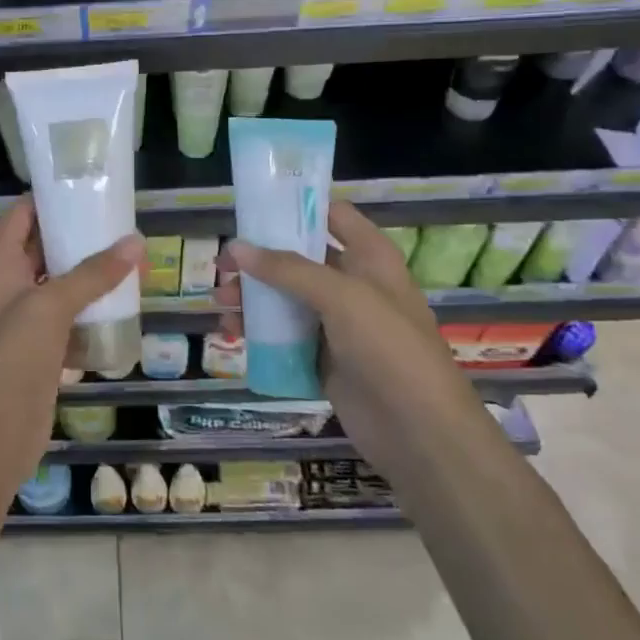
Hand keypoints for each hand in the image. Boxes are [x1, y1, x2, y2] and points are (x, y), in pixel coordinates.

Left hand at [0, 196, 143, 486]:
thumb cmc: (11, 360)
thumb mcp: (49, 307)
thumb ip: (92, 274)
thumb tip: (135, 241)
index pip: (20, 217)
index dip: (47, 199)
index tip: (86, 185)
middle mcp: (8, 289)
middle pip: (42, 250)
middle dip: (77, 236)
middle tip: (120, 222)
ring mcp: (23, 323)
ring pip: (59, 287)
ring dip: (88, 275)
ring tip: (130, 258)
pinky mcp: (41, 354)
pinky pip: (68, 322)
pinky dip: (91, 312)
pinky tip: (122, 306)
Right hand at [218, 202, 450, 401]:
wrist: (418, 431)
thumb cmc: (388, 348)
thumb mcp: (341, 297)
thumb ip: (287, 269)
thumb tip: (236, 247)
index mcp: (370, 257)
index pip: (331, 216)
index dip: (296, 208)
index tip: (253, 210)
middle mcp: (353, 284)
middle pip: (298, 258)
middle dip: (259, 259)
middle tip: (222, 267)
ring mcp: (338, 323)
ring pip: (286, 298)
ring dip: (252, 297)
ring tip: (221, 304)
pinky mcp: (323, 357)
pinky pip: (284, 335)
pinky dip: (258, 331)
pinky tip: (232, 332)